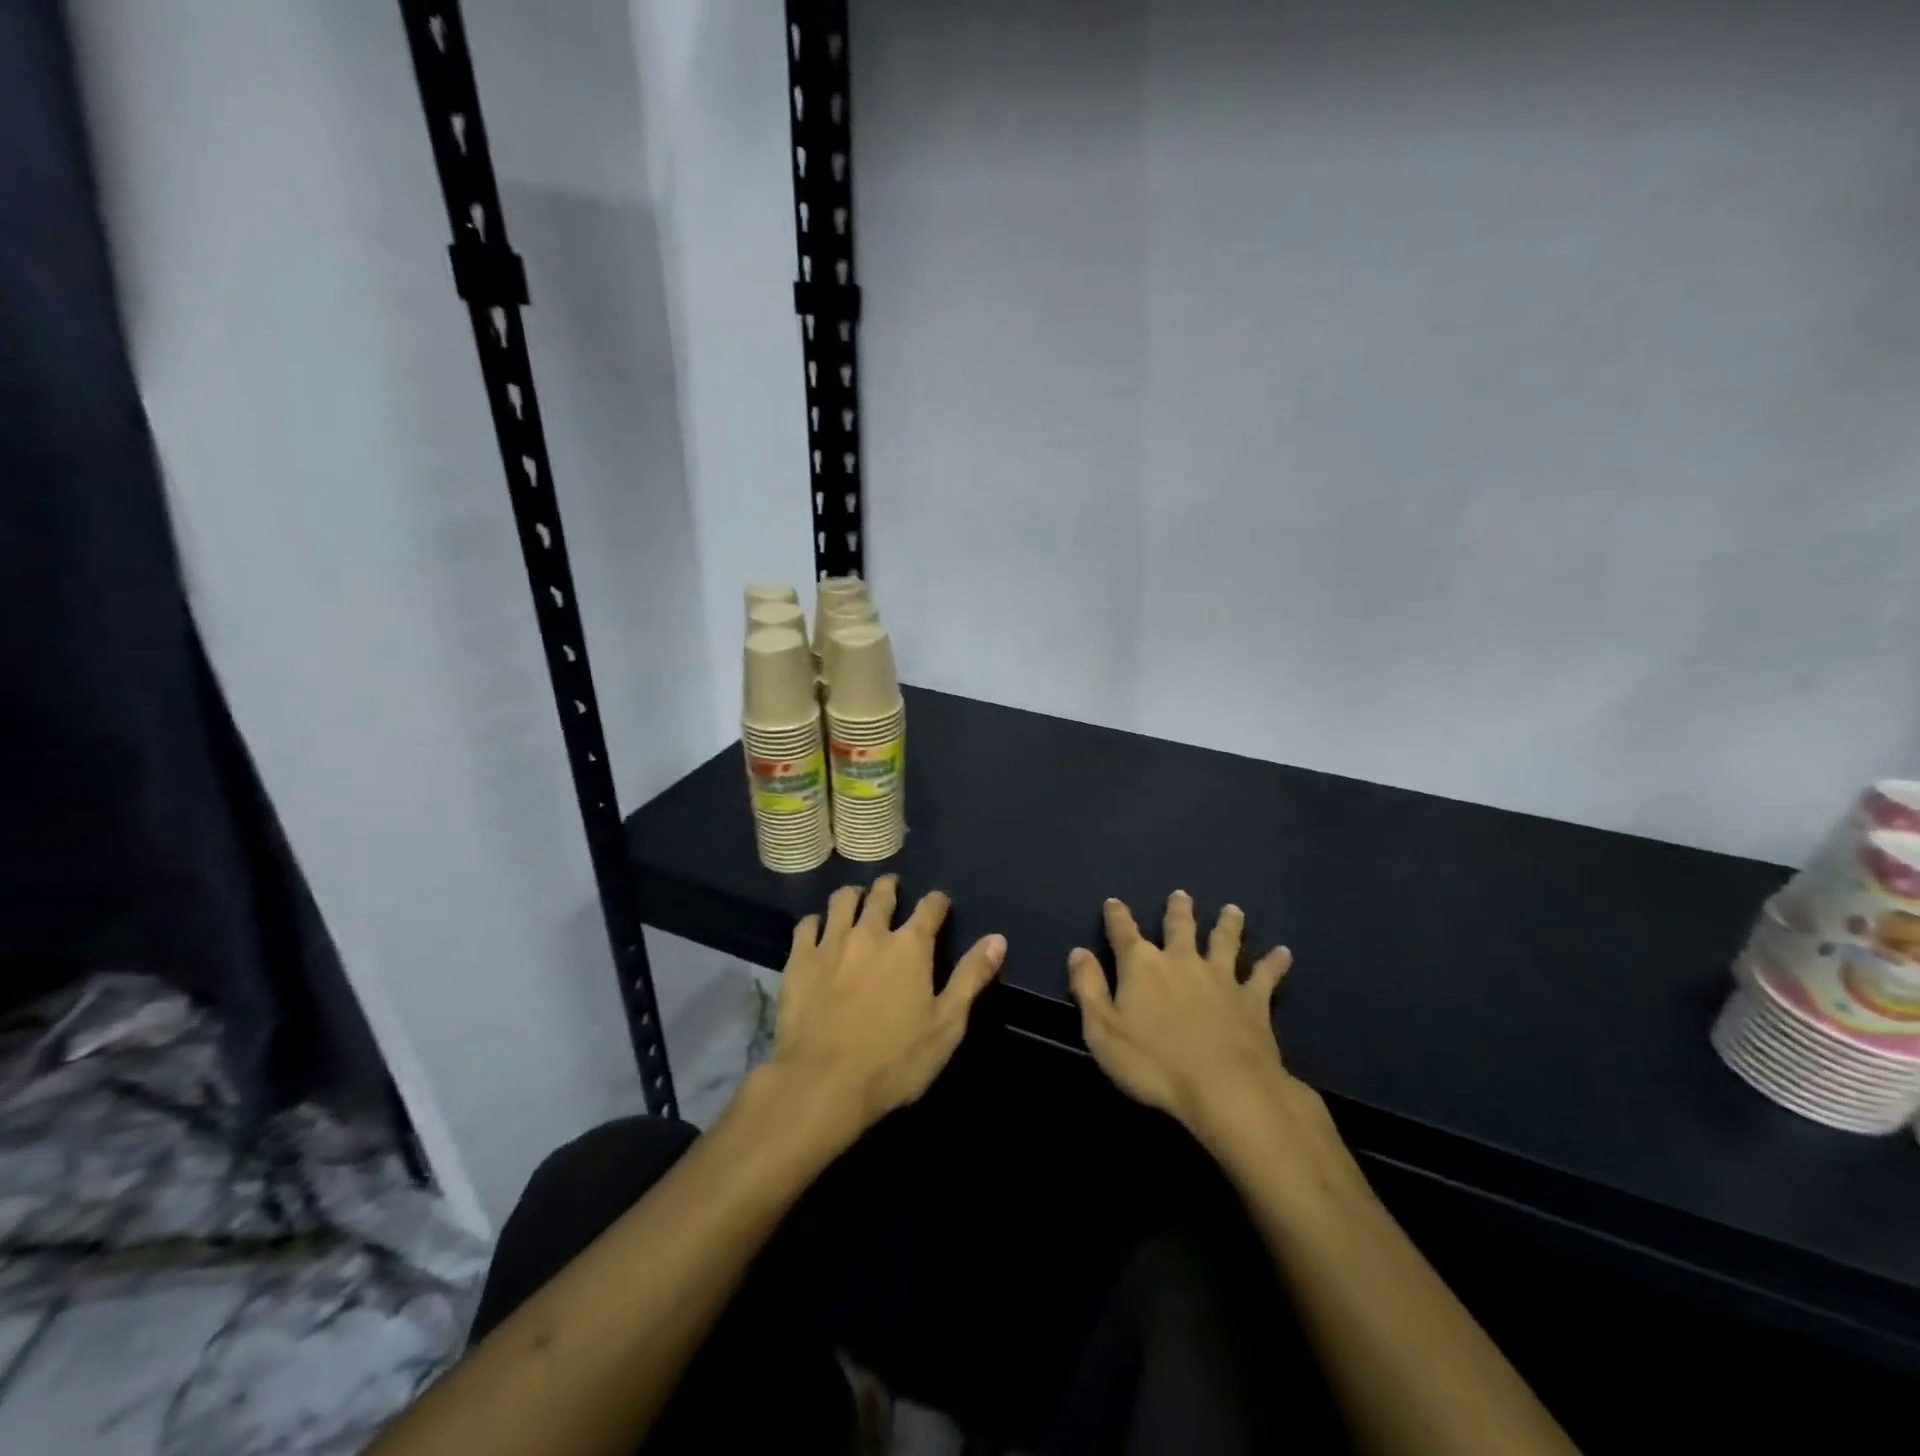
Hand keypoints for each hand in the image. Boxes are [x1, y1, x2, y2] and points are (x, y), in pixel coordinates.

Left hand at [767, 875, 1005, 1138]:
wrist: (822, 1082)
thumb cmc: (894, 1060)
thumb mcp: (947, 1024)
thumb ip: (971, 977)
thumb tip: (998, 938)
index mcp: (911, 945)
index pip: (930, 907)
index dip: (937, 901)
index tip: (940, 903)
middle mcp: (871, 932)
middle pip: (882, 895)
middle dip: (890, 887)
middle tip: (892, 888)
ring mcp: (831, 943)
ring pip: (842, 901)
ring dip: (853, 895)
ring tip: (856, 898)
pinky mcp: (800, 959)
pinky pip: (807, 925)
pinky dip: (816, 921)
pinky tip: (818, 928)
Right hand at [1068, 891, 1299, 1147]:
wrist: (1225, 1089)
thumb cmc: (1154, 1064)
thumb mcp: (1102, 1031)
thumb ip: (1088, 988)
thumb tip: (1078, 952)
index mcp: (1142, 965)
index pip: (1123, 931)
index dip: (1116, 915)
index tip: (1113, 902)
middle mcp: (1181, 960)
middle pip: (1179, 927)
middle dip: (1178, 909)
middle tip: (1181, 894)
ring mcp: (1221, 978)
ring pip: (1224, 941)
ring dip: (1228, 924)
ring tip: (1232, 910)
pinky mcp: (1253, 1000)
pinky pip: (1265, 976)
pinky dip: (1275, 963)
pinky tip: (1284, 953)